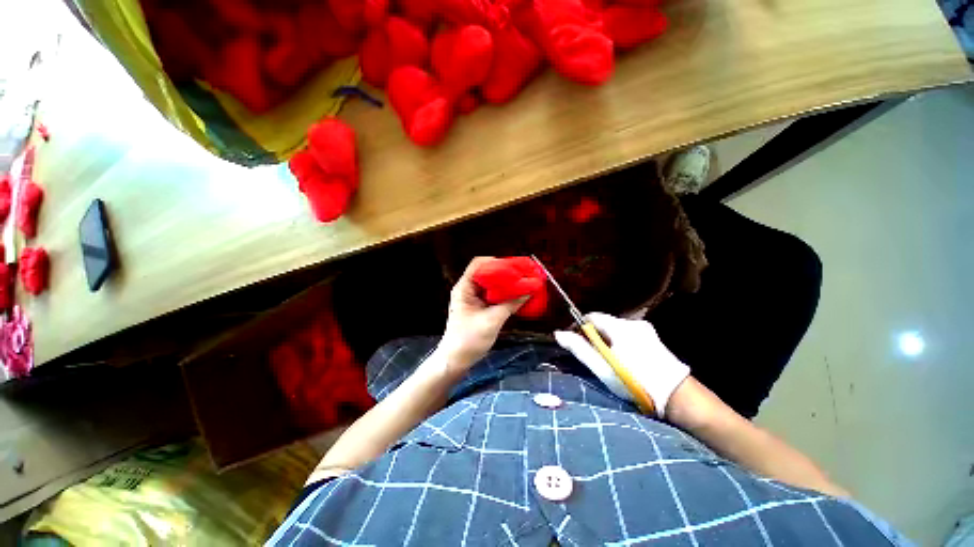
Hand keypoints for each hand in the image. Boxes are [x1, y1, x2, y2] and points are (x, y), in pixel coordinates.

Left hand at [436, 257, 526, 373]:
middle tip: (522, 276)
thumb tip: (529, 291)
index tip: (513, 267)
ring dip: (505, 284)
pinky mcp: (478, 308)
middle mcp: (468, 289)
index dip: (496, 261)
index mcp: (464, 288)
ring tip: (522, 284)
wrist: (455, 360)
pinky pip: (492, 295)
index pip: (479, 264)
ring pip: (490, 284)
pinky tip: (515, 297)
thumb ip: (510, 305)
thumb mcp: (492, 321)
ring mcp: (472, 299)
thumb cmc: (468, 340)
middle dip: (504, 273)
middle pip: (486, 273)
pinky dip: (503, 294)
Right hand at [554, 312, 689, 417]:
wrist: (678, 397)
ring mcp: (646, 329)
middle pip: (604, 323)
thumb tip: (558, 334)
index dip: (579, 327)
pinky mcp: (654, 338)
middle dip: (593, 335)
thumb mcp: (602, 368)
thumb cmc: (636, 382)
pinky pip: (628, 334)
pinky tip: (623, 359)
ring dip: (607, 339)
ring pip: (616, 329)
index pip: (591, 316)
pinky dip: (620, 342)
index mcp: (619, 326)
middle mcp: (633, 322)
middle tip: (591, 355)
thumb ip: (579, 349)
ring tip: (607, 360)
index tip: (575, 342)